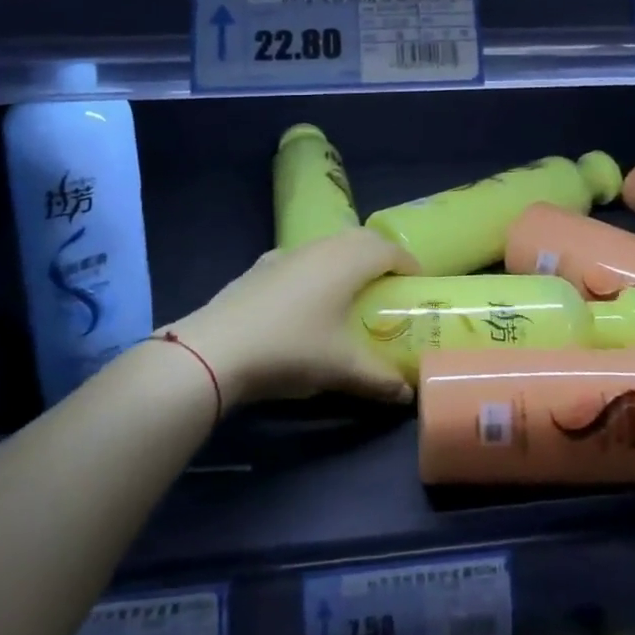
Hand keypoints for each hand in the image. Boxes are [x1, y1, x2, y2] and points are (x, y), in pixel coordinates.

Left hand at [166, 229, 416, 407]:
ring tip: (350, 292)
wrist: (217, 349)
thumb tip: (407, 395)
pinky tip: (305, 299)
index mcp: (347, 261)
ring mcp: (287, 254)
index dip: (408, 264)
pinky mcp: (261, 267)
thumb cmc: (292, 349)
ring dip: (346, 260)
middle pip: (360, 239)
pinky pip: (300, 259)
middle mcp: (320, 247)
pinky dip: (314, 270)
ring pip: (327, 245)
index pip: (389, 249)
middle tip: (389, 285)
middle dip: (380, 256)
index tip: (417, 284)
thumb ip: (380, 380)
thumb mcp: (342, 369)